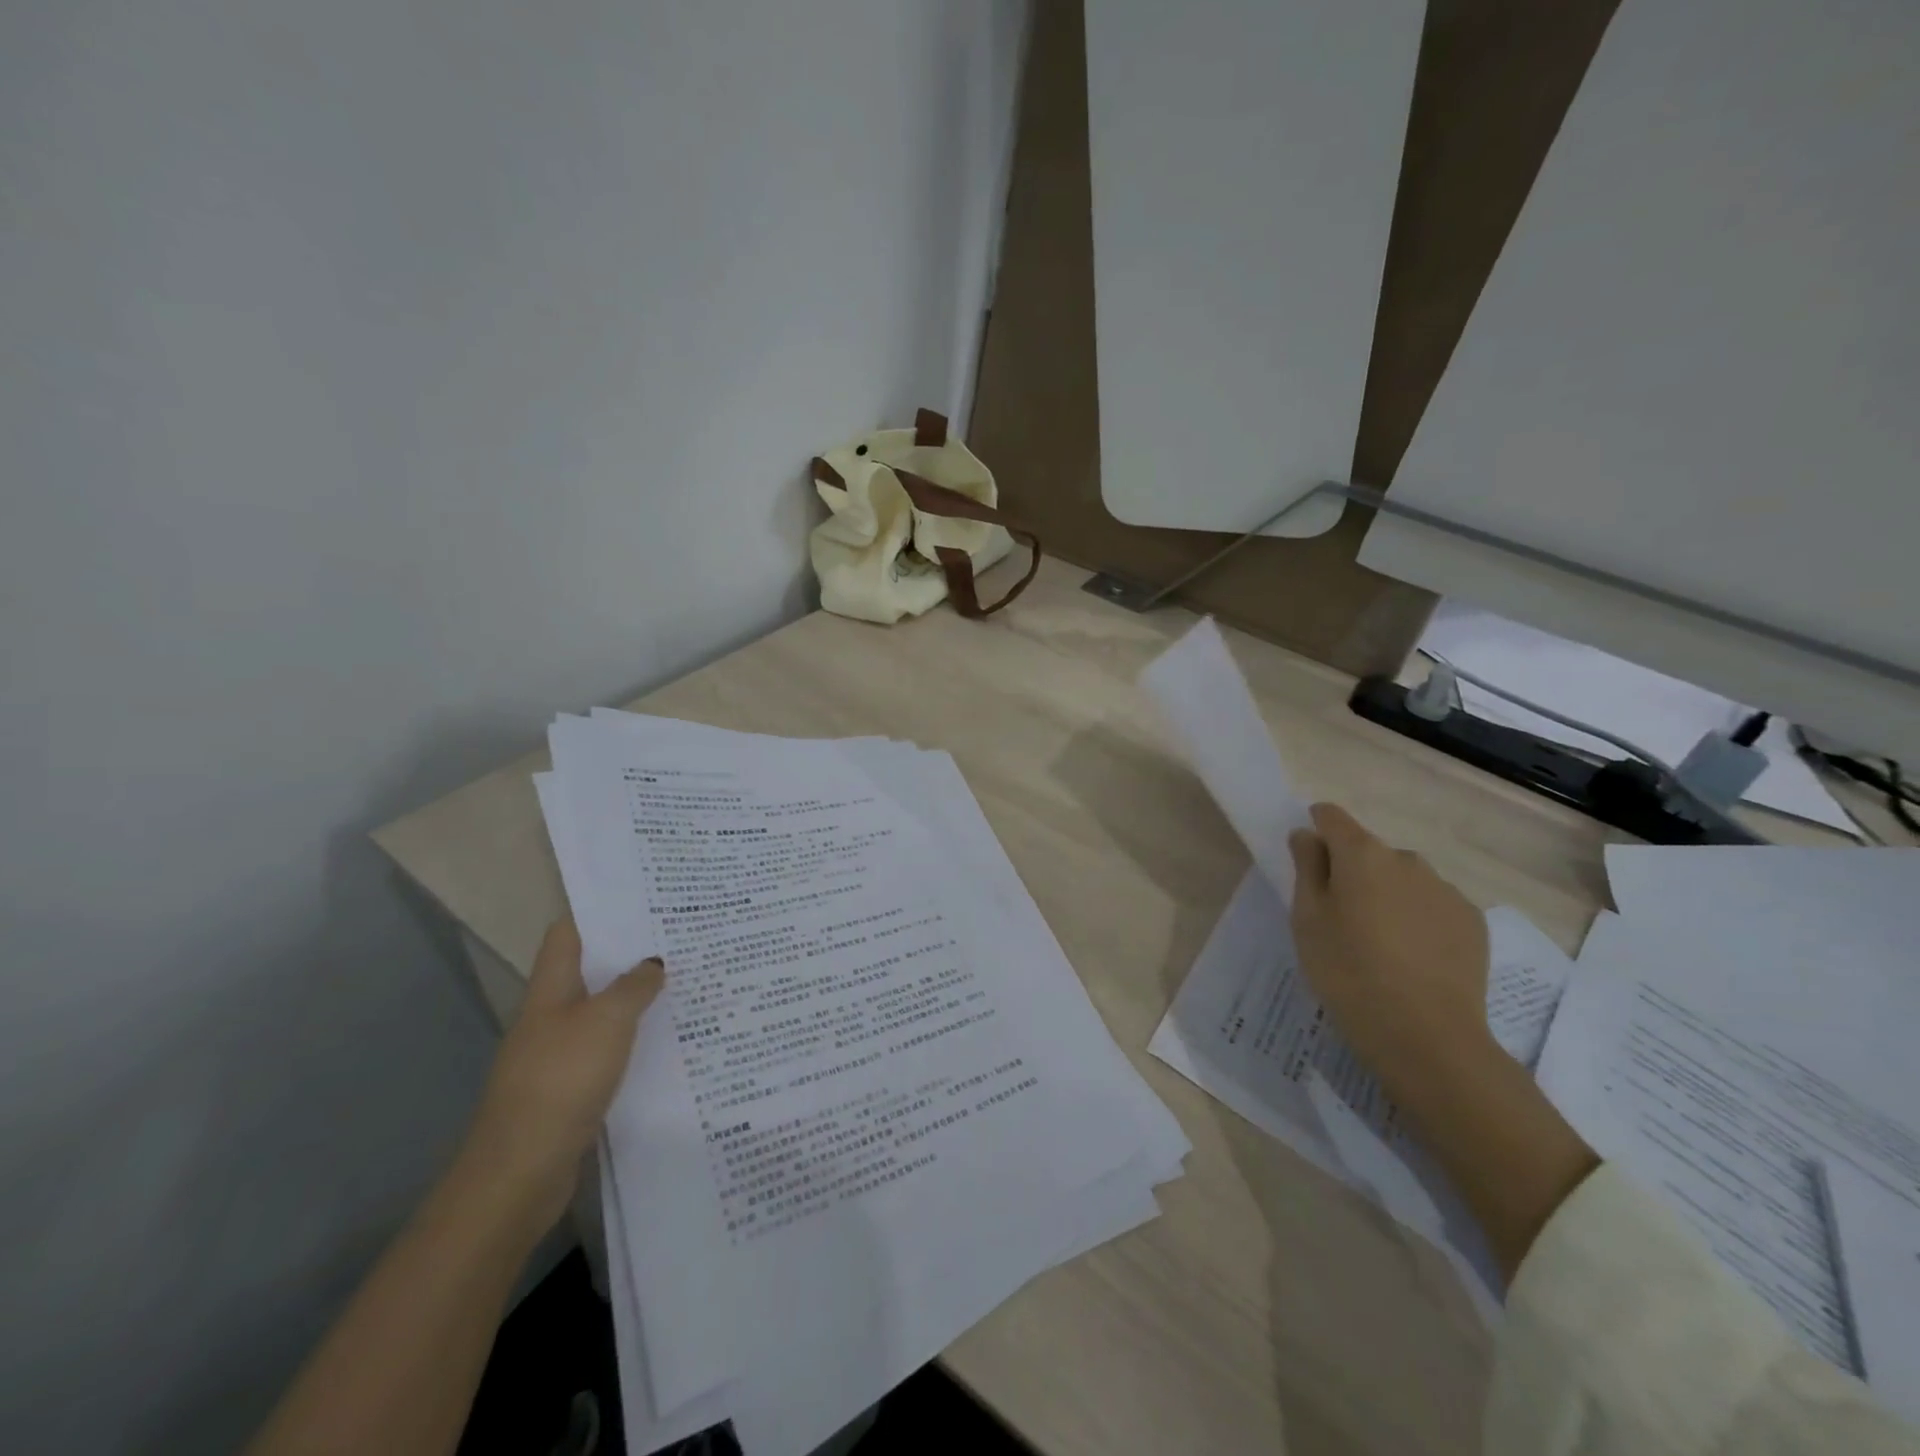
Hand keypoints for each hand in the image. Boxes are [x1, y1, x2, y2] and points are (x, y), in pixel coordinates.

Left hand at [456, 918, 662, 1235]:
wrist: (520, 1171)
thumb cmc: (562, 1079)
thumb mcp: (608, 1020)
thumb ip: (634, 986)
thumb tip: (653, 964)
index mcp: (550, 991)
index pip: (568, 935)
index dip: (598, 913)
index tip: (641, 901)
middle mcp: (549, 1016)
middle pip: (588, 972)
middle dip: (628, 955)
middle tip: (677, 940)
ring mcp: (556, 1054)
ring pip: (600, 1012)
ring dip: (634, 999)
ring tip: (681, 983)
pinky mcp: (568, 1089)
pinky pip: (606, 1050)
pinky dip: (632, 1040)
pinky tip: (665, 1041)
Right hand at [1287, 802, 1498, 1108]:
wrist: (1425, 1035)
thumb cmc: (1347, 971)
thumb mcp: (1307, 919)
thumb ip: (1306, 868)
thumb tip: (1308, 836)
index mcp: (1361, 854)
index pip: (1332, 817)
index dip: (1317, 829)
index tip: (1308, 858)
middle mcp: (1407, 860)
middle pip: (1370, 851)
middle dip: (1353, 871)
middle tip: (1341, 916)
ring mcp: (1445, 890)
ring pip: (1405, 879)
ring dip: (1388, 894)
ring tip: (1380, 942)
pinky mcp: (1472, 922)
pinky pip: (1434, 905)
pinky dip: (1418, 918)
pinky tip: (1412, 957)